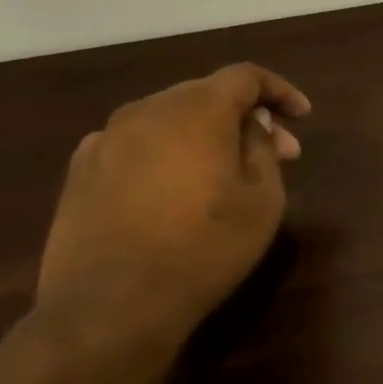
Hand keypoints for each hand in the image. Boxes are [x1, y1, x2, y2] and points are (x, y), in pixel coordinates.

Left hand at [35, 63, 310, 352]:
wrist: (110, 306)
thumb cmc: (205, 248)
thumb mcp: (263, 199)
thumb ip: (262, 149)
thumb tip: (252, 125)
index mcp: (197, 110)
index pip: (245, 77)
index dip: (279, 90)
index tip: (302, 116)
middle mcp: (147, 111)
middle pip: (205, 94)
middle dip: (245, 116)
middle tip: (276, 151)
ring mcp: (106, 140)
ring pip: (168, 118)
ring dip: (205, 134)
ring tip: (226, 171)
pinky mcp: (80, 172)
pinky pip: (135, 144)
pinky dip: (165, 152)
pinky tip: (175, 187)